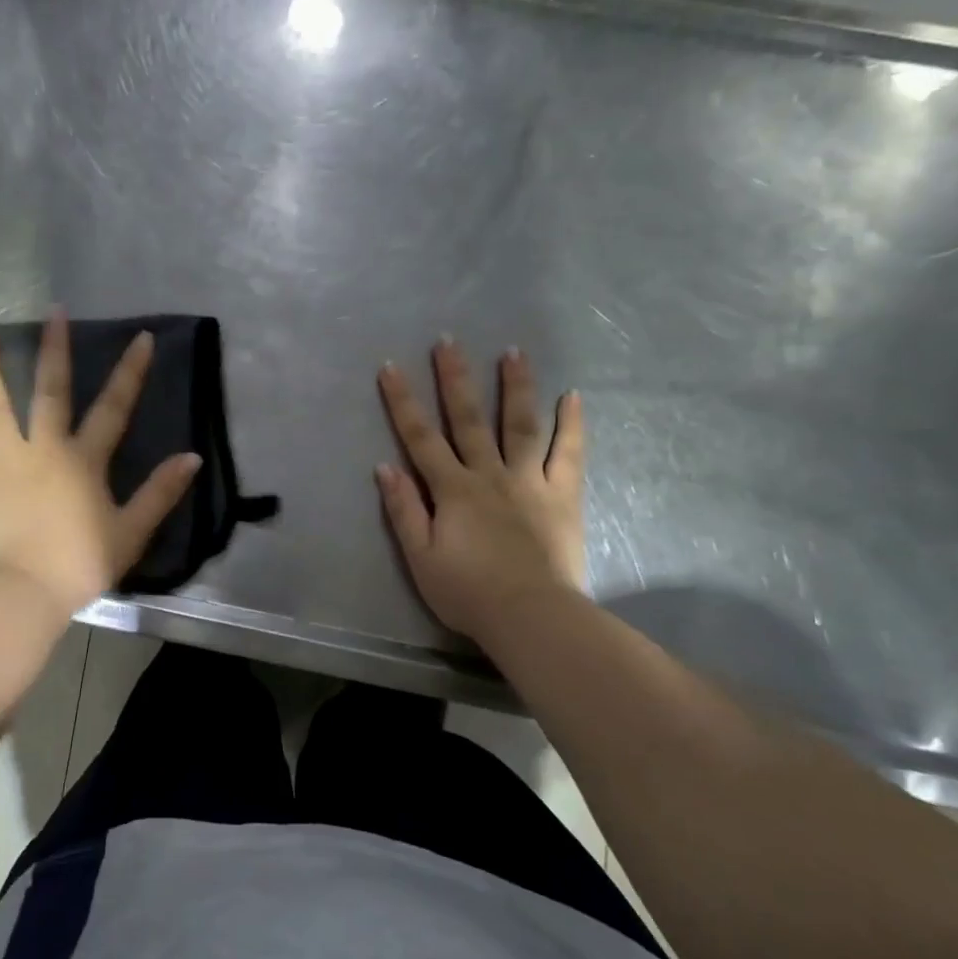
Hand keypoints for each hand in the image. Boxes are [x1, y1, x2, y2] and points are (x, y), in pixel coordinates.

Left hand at [0, 312, 201, 619]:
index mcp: (83, 460)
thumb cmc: (81, 564)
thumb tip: (191, 457)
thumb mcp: (131, 531)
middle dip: (54, 350)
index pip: (113, 409)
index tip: (140, 338)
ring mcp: (3, 463)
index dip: (130, 373)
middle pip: (50, 392)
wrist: (26, 593)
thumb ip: (161, 492)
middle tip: (53, 312)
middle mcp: (43, 449)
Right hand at [376, 338, 586, 639]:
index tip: (390, 368)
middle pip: (468, 419)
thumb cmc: (467, 592)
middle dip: (455, 379)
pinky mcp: (562, 496)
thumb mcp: (420, 556)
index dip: (403, 402)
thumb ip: (404, 509)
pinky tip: (572, 397)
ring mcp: (530, 481)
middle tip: (449, 341)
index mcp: (452, 489)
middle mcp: (490, 474)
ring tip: (513, 352)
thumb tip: (385, 467)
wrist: (531, 616)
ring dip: (515, 387)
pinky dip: (571, 425)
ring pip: (520, 425)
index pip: (420, 438)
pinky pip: (568, 454)